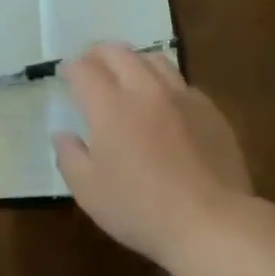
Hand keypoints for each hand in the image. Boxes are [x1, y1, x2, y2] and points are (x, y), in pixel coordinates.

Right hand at [52, 43, 251, 271]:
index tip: (65, 74)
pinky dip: (164, 83)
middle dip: (99, 53)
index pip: (84, 70)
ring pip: (154, 60)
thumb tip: (63, 134)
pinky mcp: (209, 110)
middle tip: (91, 64)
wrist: (211, 222)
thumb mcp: (89, 192)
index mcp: (110, 107)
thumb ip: (69, 157)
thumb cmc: (140, 210)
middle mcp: (144, 90)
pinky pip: (181, 83)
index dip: (70, 68)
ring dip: (133, 61)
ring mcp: (181, 96)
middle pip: (119, 53)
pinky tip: (164, 103)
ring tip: (128, 75)